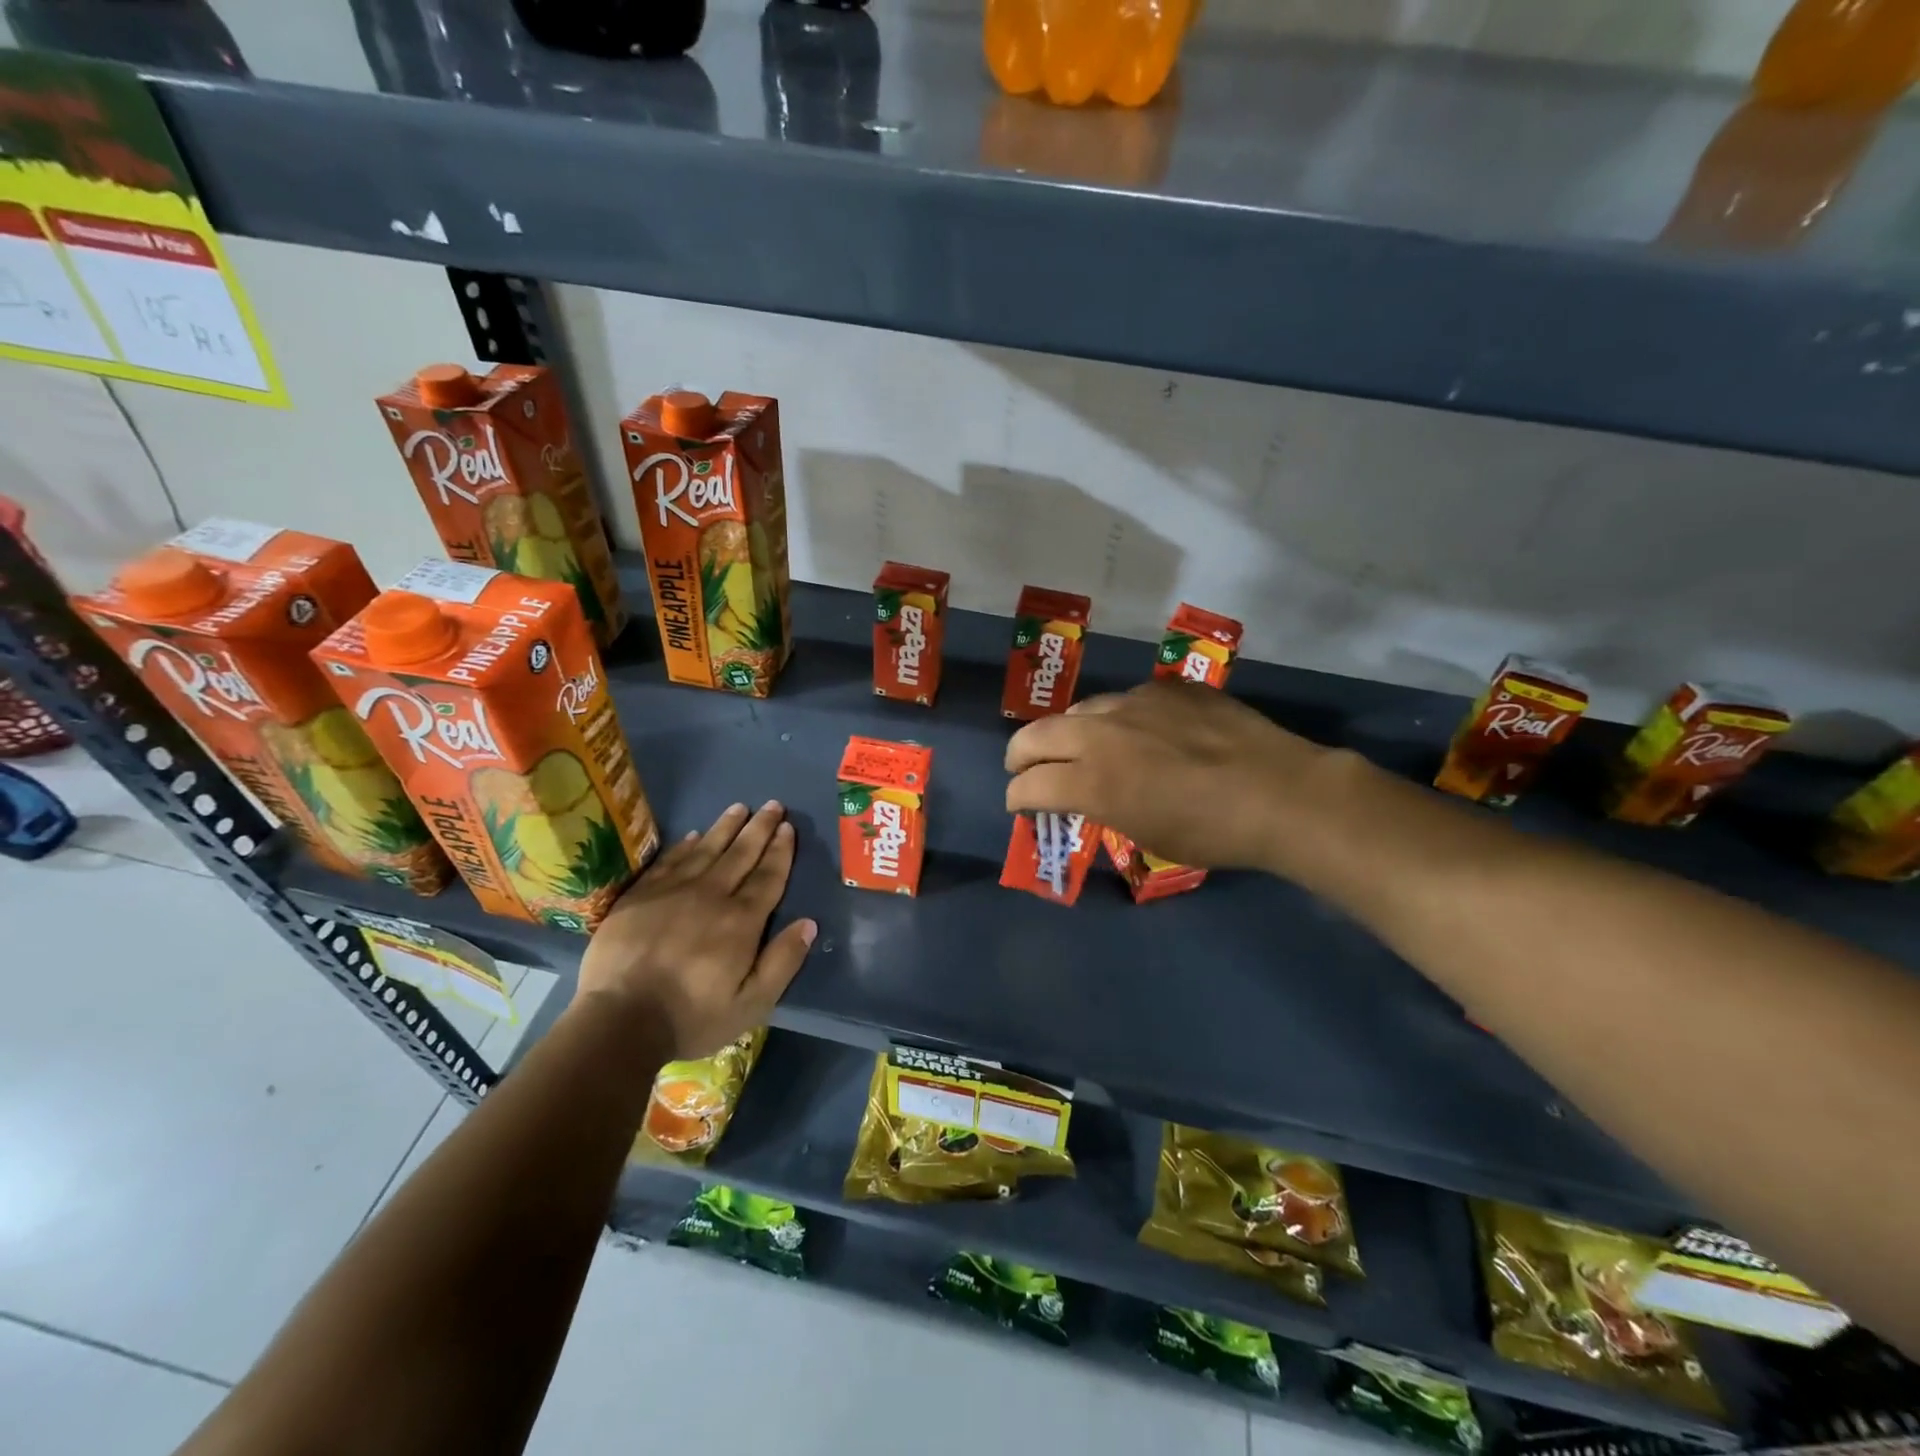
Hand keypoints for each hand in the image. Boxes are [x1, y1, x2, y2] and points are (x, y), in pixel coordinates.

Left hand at [577, 801, 815, 1060]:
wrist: (618, 1022)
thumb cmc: (691, 1017)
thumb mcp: (751, 1004)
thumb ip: (782, 962)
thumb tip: (809, 923)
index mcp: (741, 921)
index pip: (768, 876)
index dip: (780, 850)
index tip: (787, 827)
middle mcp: (710, 896)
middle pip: (740, 854)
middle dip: (759, 828)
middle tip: (772, 804)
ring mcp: (671, 892)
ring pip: (705, 849)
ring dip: (725, 827)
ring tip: (739, 807)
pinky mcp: (639, 897)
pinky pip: (668, 861)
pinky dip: (684, 846)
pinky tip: (692, 835)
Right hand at [1005, 680, 1329, 870]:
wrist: (1280, 793)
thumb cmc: (1212, 833)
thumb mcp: (1145, 834)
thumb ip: (1103, 808)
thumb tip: (1090, 796)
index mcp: (1092, 781)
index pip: (1029, 785)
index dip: (1017, 798)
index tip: (1019, 805)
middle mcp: (1101, 734)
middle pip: (1036, 735)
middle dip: (1020, 756)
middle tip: (1022, 768)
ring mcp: (1135, 702)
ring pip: (1081, 710)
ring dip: (1069, 732)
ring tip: (1081, 746)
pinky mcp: (1168, 688)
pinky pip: (1128, 700)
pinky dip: (1119, 719)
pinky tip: (1141, 731)